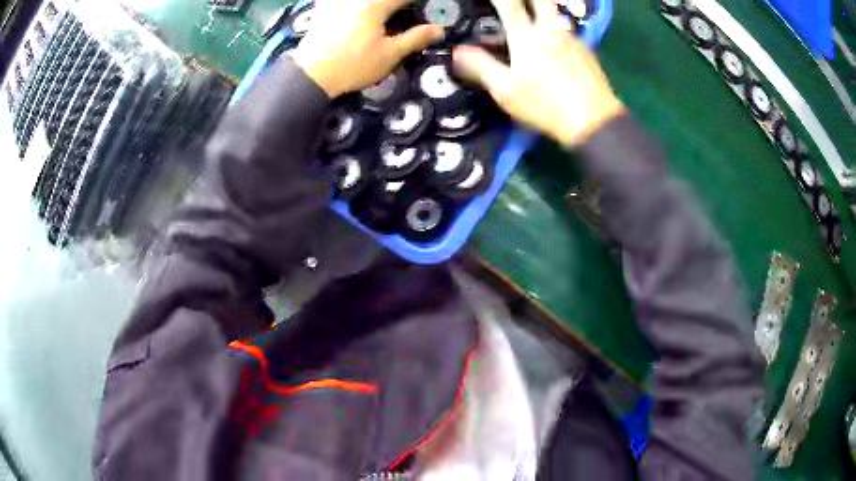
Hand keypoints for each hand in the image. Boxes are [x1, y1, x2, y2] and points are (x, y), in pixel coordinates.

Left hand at [293, 0, 443, 97]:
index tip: (422, 8)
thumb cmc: (353, 65)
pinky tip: (353, 11)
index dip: (416, 3)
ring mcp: (338, 3)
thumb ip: (415, 38)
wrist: (311, 75)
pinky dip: (352, 6)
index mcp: (376, 5)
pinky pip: (338, 3)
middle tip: (405, 11)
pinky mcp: (324, 9)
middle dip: (396, 4)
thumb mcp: (389, 55)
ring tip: (387, 14)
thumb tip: (439, 29)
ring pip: (365, 1)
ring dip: (379, 5)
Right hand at [451, 0, 624, 146]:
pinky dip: (554, 28)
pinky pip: (566, 29)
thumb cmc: (546, 105)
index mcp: (526, 35)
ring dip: (541, 10)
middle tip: (515, 5)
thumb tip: (458, 52)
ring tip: (532, 22)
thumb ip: (480, 66)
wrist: (594, 121)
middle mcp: (550, 28)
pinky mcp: (586, 50)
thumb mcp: (506, 91)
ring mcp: (571, 37)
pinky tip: (553, 46)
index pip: (507, 2)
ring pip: (554, 12)